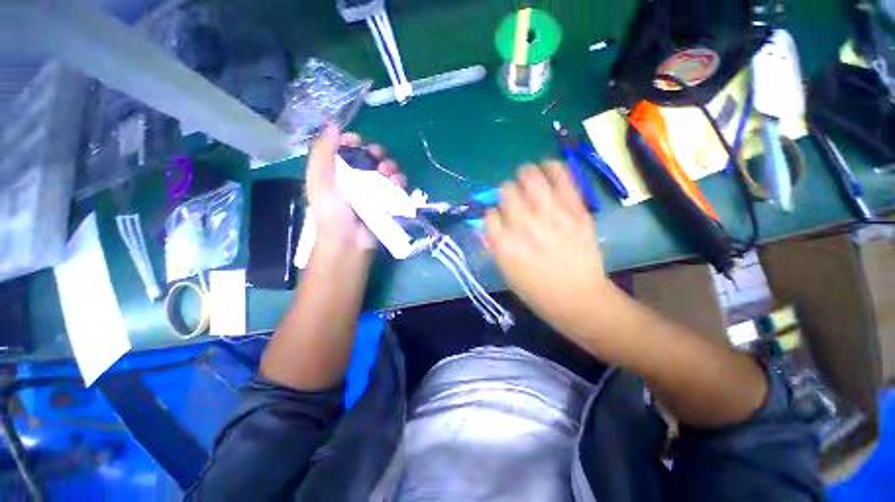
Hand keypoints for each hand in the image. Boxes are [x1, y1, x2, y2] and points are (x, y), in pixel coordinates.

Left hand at [306, 124, 406, 252]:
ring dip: (391, 166)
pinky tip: (400, 182)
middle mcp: (356, 179)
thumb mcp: (319, 180)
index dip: (352, 141)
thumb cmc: (332, 211)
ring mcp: (373, 192)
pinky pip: (397, 187)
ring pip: (386, 171)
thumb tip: (333, 125)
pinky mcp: (387, 202)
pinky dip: (400, 181)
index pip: (346, 150)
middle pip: (370, 158)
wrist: (349, 242)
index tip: (358, 142)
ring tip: (390, 172)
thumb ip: (323, 152)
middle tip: (378, 158)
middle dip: (376, 153)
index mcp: (337, 172)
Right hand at [485, 162, 611, 335]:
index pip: (490, 214)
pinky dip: (552, 168)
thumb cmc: (536, 290)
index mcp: (504, 244)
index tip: (499, 216)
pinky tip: (547, 167)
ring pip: (531, 178)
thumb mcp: (506, 271)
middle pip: (507, 191)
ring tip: (527, 174)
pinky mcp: (576, 211)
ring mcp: (551, 216)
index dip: (493, 213)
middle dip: (506, 192)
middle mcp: (524, 225)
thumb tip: (491, 221)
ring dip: (525, 174)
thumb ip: (495, 243)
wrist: (577, 298)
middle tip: (513, 196)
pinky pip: (562, 179)